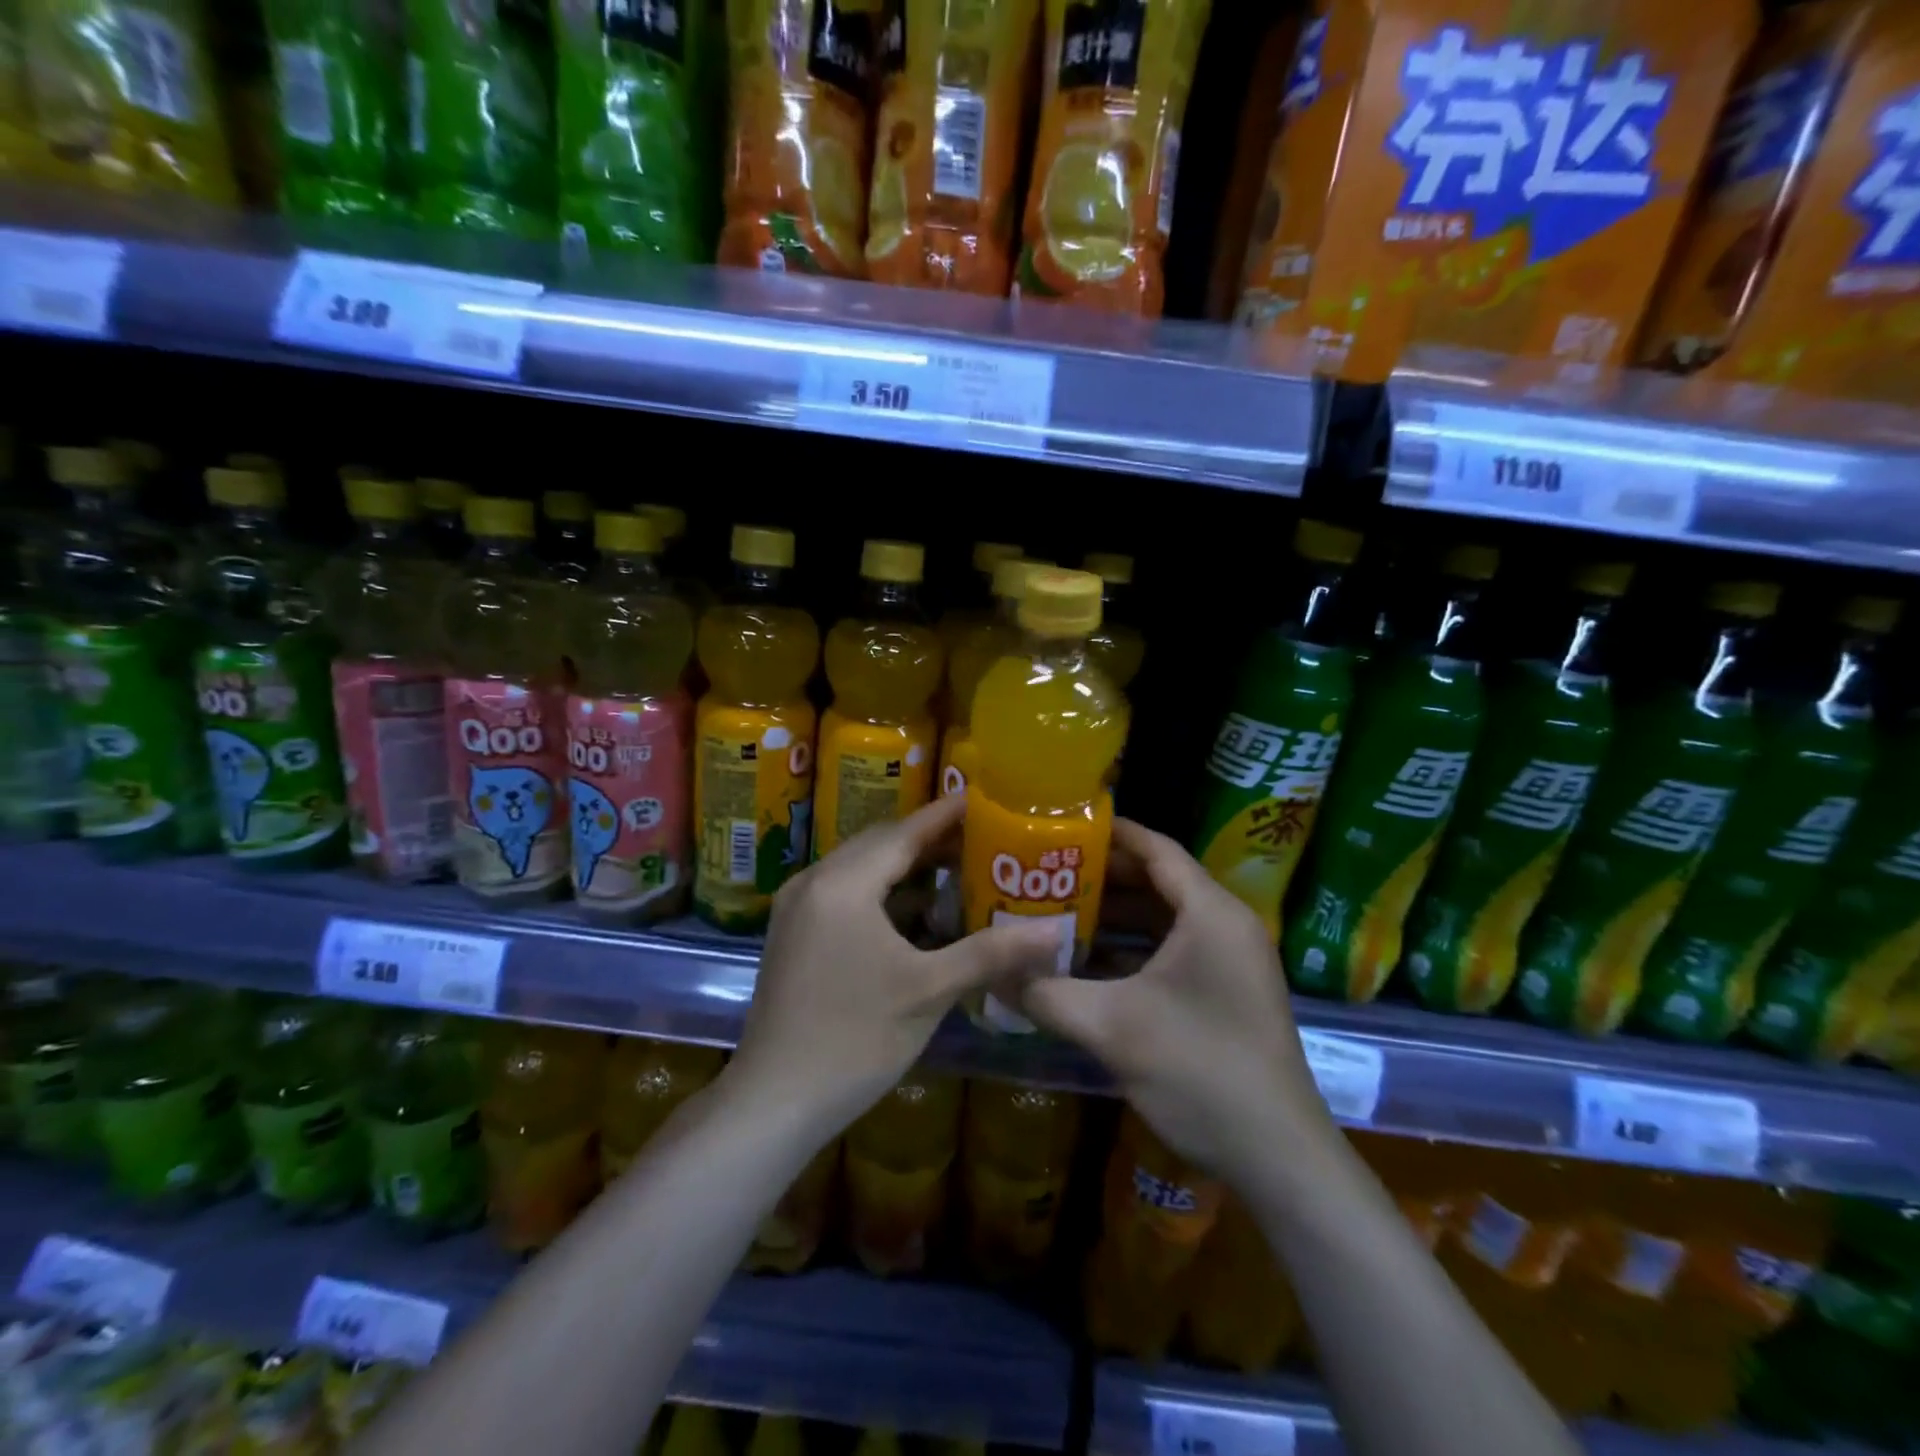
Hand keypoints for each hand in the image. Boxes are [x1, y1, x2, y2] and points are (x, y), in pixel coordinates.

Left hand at [728, 794, 1060, 1134]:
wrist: (774, 1101)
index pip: (904, 832)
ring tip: (956, 869)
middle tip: (981, 838)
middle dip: (929, 839)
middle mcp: (814, 881)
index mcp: (844, 884)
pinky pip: (844, 891)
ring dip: (905, 866)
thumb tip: (1055, 931)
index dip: (946, 815)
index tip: (985, 798)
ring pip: (860, 868)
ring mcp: (796, 907)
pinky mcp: (792, 933)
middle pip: (880, 844)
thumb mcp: (929, 991)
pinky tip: (914, 911)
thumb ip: (991, 952)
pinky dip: (881, 891)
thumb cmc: (855, 1040)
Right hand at [1015, 819, 1338, 1190]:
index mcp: (1210, 913)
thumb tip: (989, 975)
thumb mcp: (1110, 1027)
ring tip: (1056, 910)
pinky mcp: (1227, 992)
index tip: (1060, 826)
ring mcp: (1230, 961)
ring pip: (1164, 918)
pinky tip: (1087, 963)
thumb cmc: (1199, 1071)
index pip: (1156, 849)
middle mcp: (1225, 925)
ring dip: (1114, 916)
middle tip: (1045, 871)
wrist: (1279, 1158)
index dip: (1109, 833)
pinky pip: (1173, 951)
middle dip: (1101, 876)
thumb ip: (1045, 993)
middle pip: (1158, 880)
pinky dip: (1132, 950)